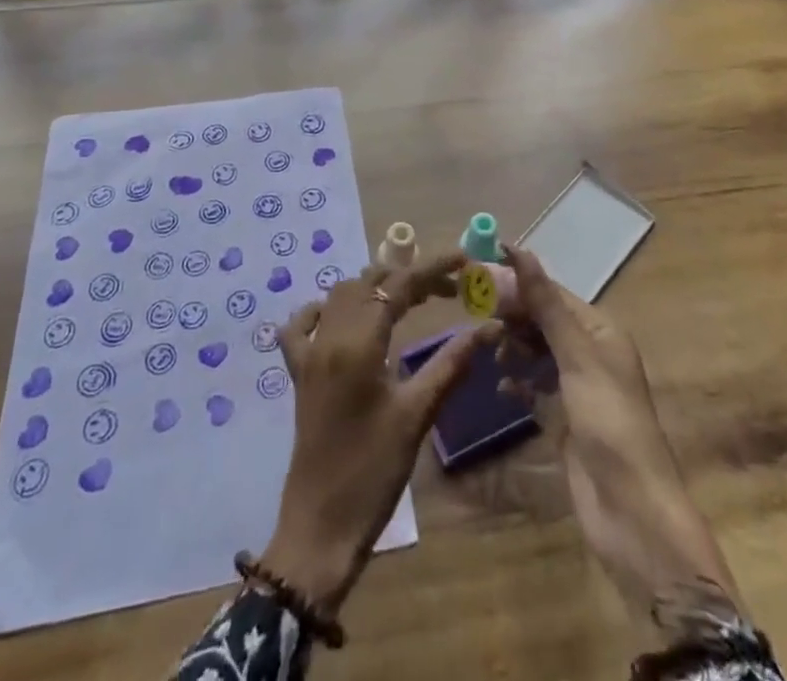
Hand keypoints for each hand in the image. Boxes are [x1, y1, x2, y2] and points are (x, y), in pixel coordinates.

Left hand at [260, 252, 492, 616]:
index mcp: (358, 343)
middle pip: (369, 283)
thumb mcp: (417, 415)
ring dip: (373, 287)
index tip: (464, 260)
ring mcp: (308, 353)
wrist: (321, 526)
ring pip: (339, 295)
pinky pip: (301, 325)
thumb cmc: (373, 471)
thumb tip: (489, 327)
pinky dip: (323, 310)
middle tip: (447, 288)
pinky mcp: (298, 373)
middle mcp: (329, 336)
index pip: (399, 286)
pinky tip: (343, 319)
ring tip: (409, 298)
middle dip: (408, 276)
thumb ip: (451, 363)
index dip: (433, 268)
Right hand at [498, 246, 743, 629]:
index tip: (480, 270)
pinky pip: (536, 387)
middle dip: (514, 313)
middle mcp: (591, 353)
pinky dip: (519, 382)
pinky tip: (503, 387)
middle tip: (477, 311)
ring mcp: (578, 388)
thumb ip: (547, 305)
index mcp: (601, 331)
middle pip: (544, 319)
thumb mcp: (577, 357)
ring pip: (538, 351)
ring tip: (492, 351)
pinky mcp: (566, 419)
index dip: (519, 281)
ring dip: (515, 346)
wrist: (632, 512)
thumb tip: (520, 251)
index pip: (553, 293)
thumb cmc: (609, 423)